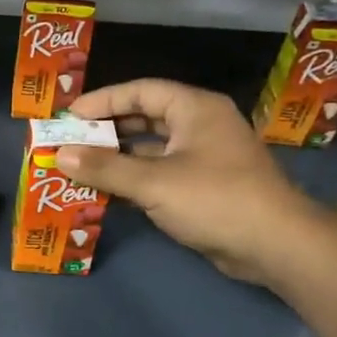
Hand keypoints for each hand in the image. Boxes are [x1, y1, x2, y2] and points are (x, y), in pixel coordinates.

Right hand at [55, 79, 321, 283]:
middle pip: (145, 117)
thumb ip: (104, 168)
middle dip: (106, 130)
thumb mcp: (153, 182)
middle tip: (71, 141)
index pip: (140, 91)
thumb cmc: (215, 199)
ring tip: (80, 167)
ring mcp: (205, 157)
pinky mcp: (205, 186)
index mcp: (195, 109)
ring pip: (151, 148)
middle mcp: (201, 126)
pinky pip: (160, 173)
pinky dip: (134, 179)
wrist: (276, 246)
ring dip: (117, 158)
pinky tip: (106, 193)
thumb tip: (60, 154)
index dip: (102, 101)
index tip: (69, 116)